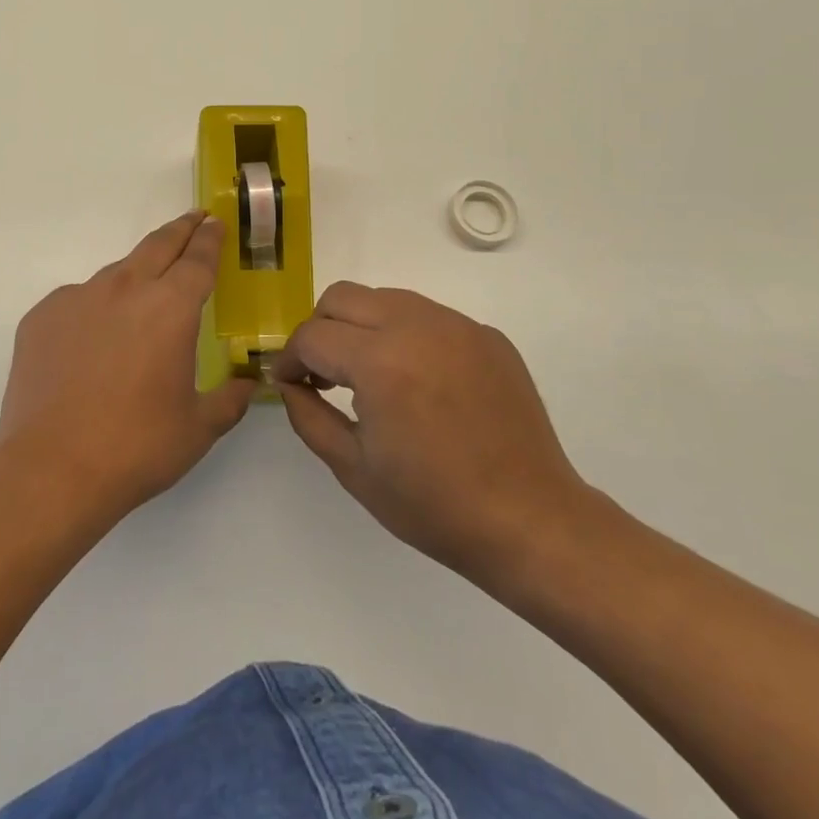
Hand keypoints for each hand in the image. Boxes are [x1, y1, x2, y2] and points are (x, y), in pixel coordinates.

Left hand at [0, 211, 254, 520]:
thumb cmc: (136, 447)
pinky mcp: (42, 316)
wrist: (51, 469)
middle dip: (180, 230)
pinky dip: (93, 311)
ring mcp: (77, 298)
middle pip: (158, 245)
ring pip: (116, 273)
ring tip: (141, 298)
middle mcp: (125, 289)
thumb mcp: (198, 428)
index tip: (214, 223)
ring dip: (136, 275)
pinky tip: (91, 344)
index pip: (197, 260)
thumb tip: (248, 383)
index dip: (209, 240)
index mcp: (170, 308)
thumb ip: (230, 398)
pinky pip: (77, 302)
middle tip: (193, 220)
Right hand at [273, 283, 595, 593]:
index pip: (312, 336)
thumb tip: (288, 382)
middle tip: (323, 373)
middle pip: (342, 297)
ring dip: (361, 326)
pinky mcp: (487, 335)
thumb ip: (307, 415)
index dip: (289, 358)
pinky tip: (418, 382)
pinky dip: (406, 336)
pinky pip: (428, 317)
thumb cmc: (434, 505)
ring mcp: (457, 326)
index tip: (287, 382)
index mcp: (380, 361)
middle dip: (320, 329)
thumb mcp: (353, 468)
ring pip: (385, 298)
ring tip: (369, 374)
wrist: (531, 521)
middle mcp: (417, 326)